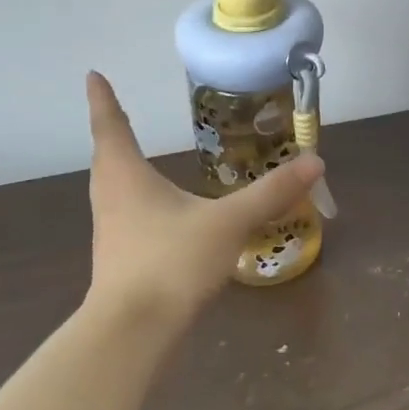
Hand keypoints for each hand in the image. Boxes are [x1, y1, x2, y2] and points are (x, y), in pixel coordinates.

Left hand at [83, 72, 325, 330]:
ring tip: (133, 157)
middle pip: (106, 156)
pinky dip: (134, 200)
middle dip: (111, 132)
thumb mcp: (229, 223)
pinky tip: (157, 213)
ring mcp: (111, 232)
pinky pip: (123, 215)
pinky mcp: (118, 260)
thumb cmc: (172, 262)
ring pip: (112, 188)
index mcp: (127, 177)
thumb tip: (315, 162)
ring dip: (120, 167)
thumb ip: (271, 193)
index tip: (93, 75)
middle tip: (116, 113)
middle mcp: (111, 198)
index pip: (112, 126)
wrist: (132, 333)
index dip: (104, 99)